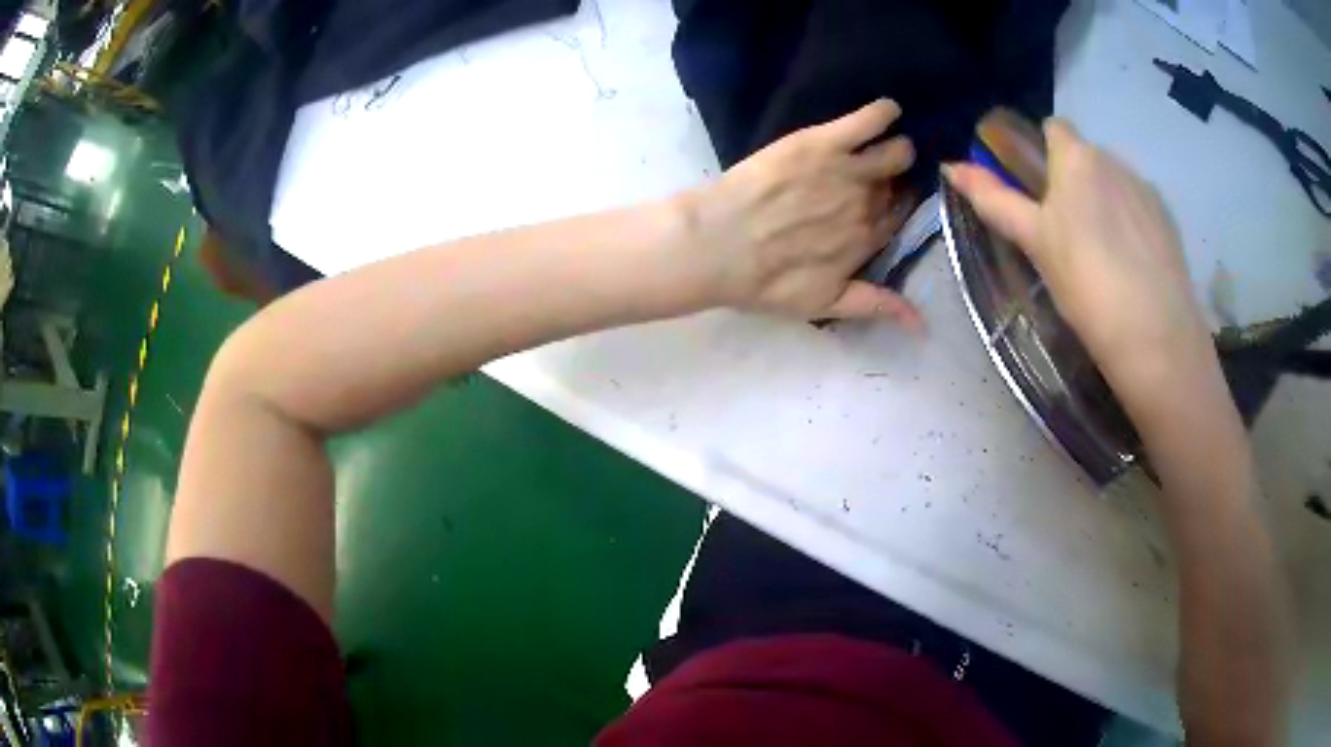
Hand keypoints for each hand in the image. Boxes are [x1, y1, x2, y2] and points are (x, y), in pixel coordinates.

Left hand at [681, 99, 922, 327]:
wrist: (719, 245)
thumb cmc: (765, 280)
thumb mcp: (823, 304)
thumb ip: (875, 306)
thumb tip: (923, 324)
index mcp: (867, 241)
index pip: (899, 218)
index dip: (899, 208)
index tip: (894, 200)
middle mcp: (868, 204)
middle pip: (898, 185)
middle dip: (898, 179)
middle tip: (886, 172)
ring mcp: (849, 170)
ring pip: (895, 152)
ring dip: (898, 149)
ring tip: (888, 145)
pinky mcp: (825, 142)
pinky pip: (869, 120)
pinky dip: (884, 113)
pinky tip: (888, 109)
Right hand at [944, 119, 1212, 388]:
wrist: (1155, 335)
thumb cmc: (1085, 283)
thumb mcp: (1034, 242)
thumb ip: (995, 200)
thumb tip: (950, 166)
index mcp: (1076, 157)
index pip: (1054, 128)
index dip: (1042, 151)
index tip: (1038, 190)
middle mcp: (1113, 159)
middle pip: (1086, 157)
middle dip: (1075, 181)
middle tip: (1067, 234)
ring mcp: (1145, 189)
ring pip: (1115, 183)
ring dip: (1104, 201)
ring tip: (1104, 256)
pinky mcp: (1168, 220)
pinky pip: (1140, 207)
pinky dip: (1131, 224)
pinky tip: (1132, 264)